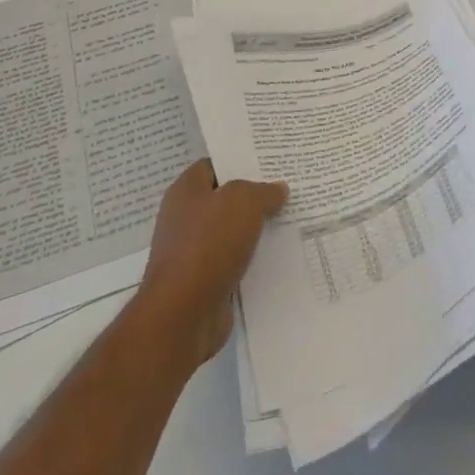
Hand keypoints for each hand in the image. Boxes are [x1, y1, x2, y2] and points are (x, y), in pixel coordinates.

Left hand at [139, 159, 287, 363]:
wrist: (184, 313)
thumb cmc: (209, 244)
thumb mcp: (243, 202)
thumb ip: (263, 191)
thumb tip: (277, 189)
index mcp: (186, 190)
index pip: (214, 165)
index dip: (240, 161)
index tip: (271, 162)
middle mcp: (185, 217)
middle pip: (225, 198)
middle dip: (254, 196)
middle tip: (288, 189)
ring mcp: (193, 250)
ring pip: (232, 231)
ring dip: (256, 229)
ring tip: (290, 219)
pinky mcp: (204, 280)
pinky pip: (233, 260)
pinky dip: (252, 258)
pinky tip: (278, 254)